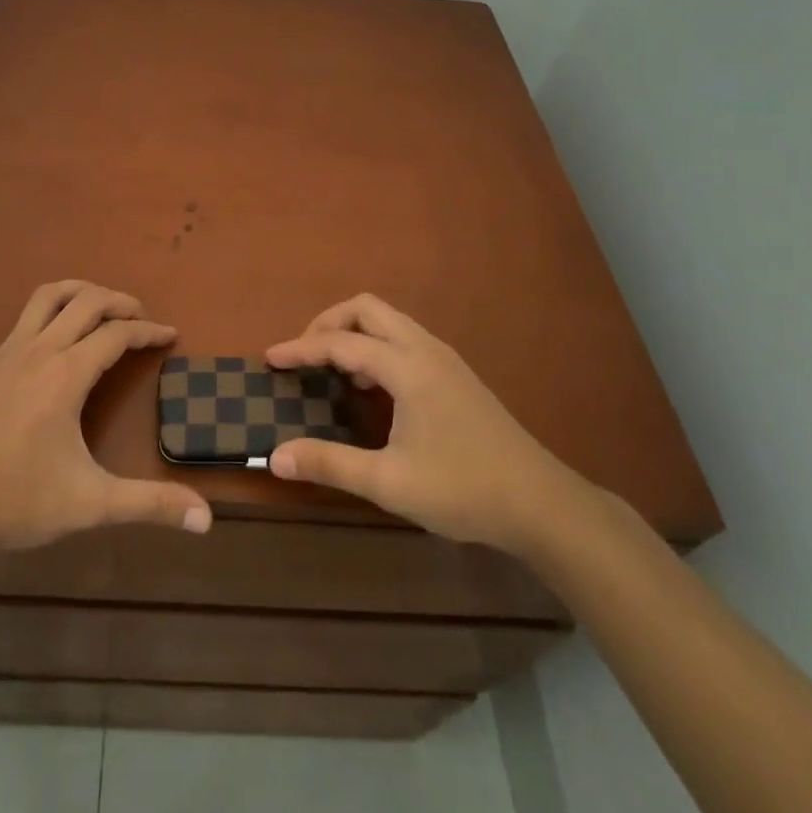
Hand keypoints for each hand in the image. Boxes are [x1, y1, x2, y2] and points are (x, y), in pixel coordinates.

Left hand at [0, 280, 212, 551]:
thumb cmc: (20, 499)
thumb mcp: (92, 503)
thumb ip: (149, 504)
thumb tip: (206, 519)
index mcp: (67, 373)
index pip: (117, 334)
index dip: (148, 331)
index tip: (170, 335)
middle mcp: (38, 350)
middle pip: (85, 301)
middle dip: (119, 301)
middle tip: (140, 316)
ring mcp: (6, 354)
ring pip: (47, 297)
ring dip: (79, 292)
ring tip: (99, 305)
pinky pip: (24, 321)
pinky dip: (50, 315)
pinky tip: (52, 344)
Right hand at [265, 294, 591, 555]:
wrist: (541, 503)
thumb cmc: (463, 490)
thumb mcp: (389, 483)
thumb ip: (330, 463)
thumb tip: (275, 457)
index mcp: (407, 367)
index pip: (341, 342)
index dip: (301, 348)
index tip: (270, 359)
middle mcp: (425, 349)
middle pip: (367, 309)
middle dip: (329, 323)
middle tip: (305, 355)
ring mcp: (445, 359)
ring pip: (389, 321)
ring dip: (355, 333)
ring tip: (334, 371)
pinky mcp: (456, 374)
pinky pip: (405, 338)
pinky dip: (377, 346)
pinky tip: (374, 387)